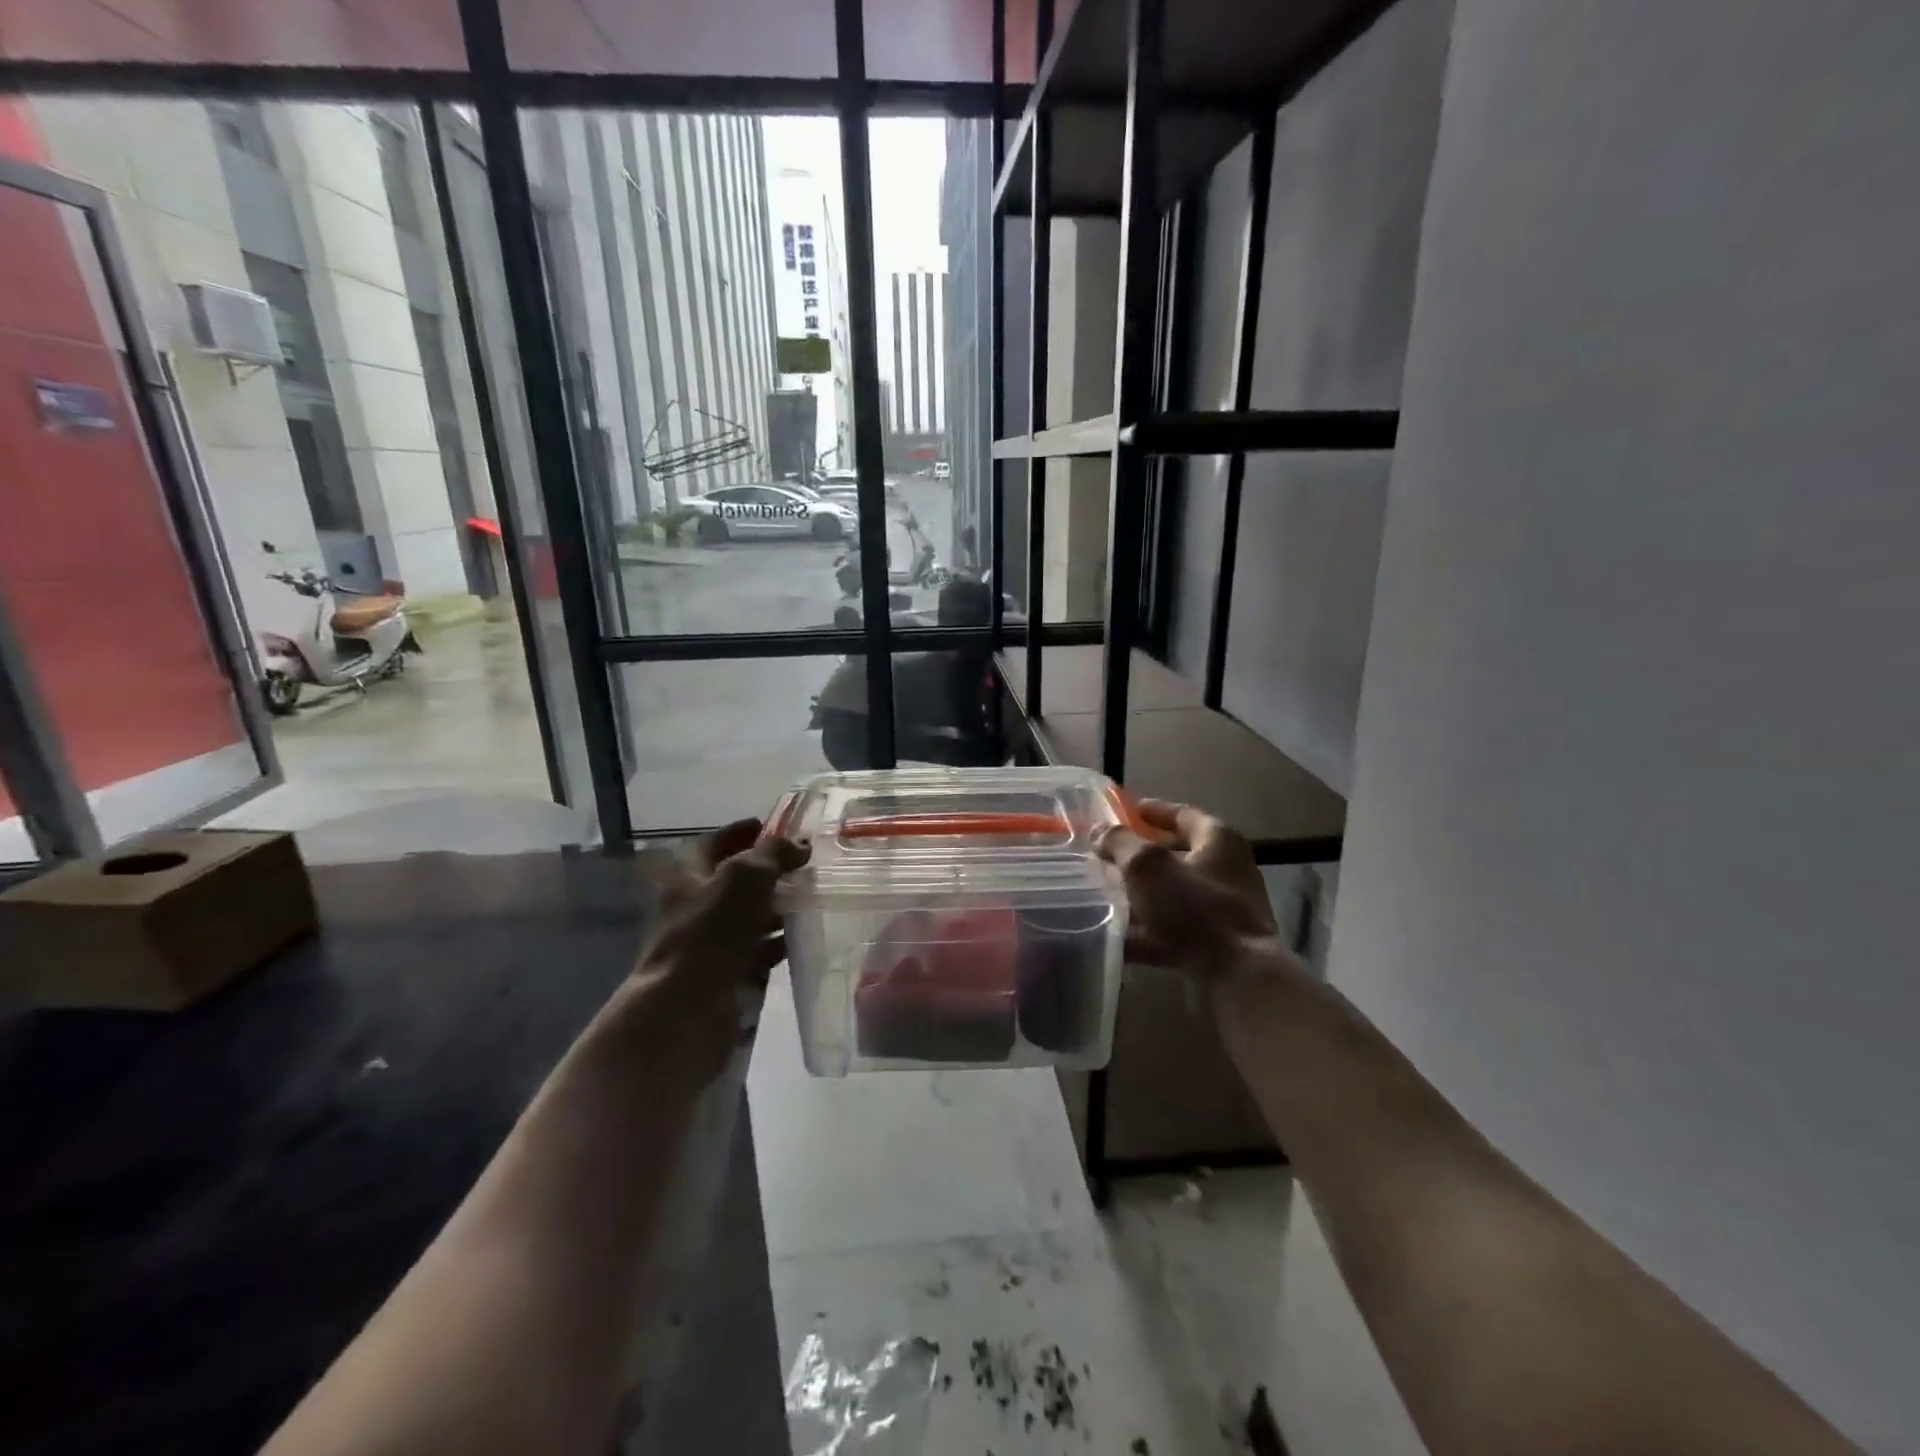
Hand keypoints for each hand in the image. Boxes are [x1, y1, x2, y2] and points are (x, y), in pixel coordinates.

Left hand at [631, 818, 808, 1085]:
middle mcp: (695, 903)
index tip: (779, 827)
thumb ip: (774, 853)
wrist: (686, 1008)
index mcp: (689, 873)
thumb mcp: (745, 876)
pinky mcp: (724, 971)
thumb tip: (799, 845)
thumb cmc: (711, 931)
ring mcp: (709, 940)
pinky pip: (757, 949)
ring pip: (749, 915)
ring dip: (778, 907)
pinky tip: (804, 936)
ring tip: (813, 898)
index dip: (746, 831)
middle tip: (807, 865)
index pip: (718, 840)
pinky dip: (778, 942)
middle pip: (736, 878)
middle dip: (771, 871)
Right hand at [1095, 799, 1289, 980]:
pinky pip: (1175, 929)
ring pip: (1174, 894)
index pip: (1183, 814)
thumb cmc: (1194, 908)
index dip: (1153, 810)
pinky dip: (1149, 930)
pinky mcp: (1218, 943)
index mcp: (1218, 841)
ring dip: (1143, 894)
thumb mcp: (1147, 866)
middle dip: (1142, 856)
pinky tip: (1119, 937)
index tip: (1127, 809)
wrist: (1239, 975)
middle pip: (1178, 855)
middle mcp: (1227, 870)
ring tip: (1107, 895)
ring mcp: (1225, 909)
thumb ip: (1120, 844)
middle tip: (1110, 855)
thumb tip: (1100, 832)